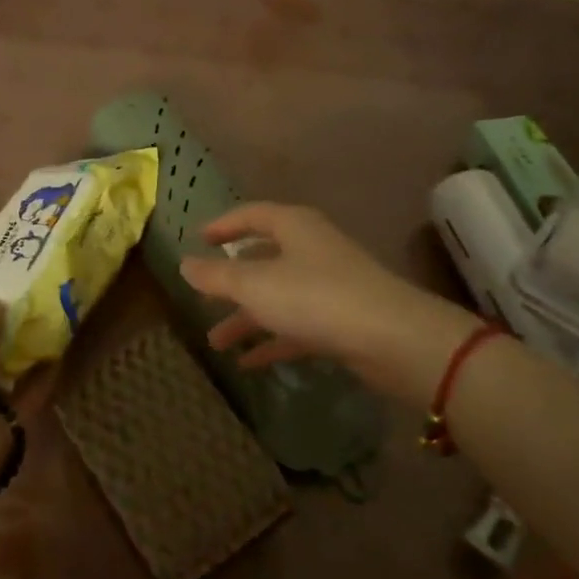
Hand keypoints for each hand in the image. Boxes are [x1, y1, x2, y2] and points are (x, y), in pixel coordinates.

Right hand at [178, 202, 474, 399]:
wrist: (392, 339)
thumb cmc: (315, 297)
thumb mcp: (255, 285)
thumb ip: (217, 276)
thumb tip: (185, 264)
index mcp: (293, 227)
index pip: (252, 215)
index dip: (223, 225)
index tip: (199, 238)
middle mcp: (312, 249)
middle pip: (263, 258)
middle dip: (231, 281)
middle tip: (203, 297)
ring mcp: (329, 285)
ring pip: (278, 296)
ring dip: (247, 317)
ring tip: (216, 341)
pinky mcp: (342, 320)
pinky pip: (297, 325)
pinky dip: (273, 340)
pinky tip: (249, 362)